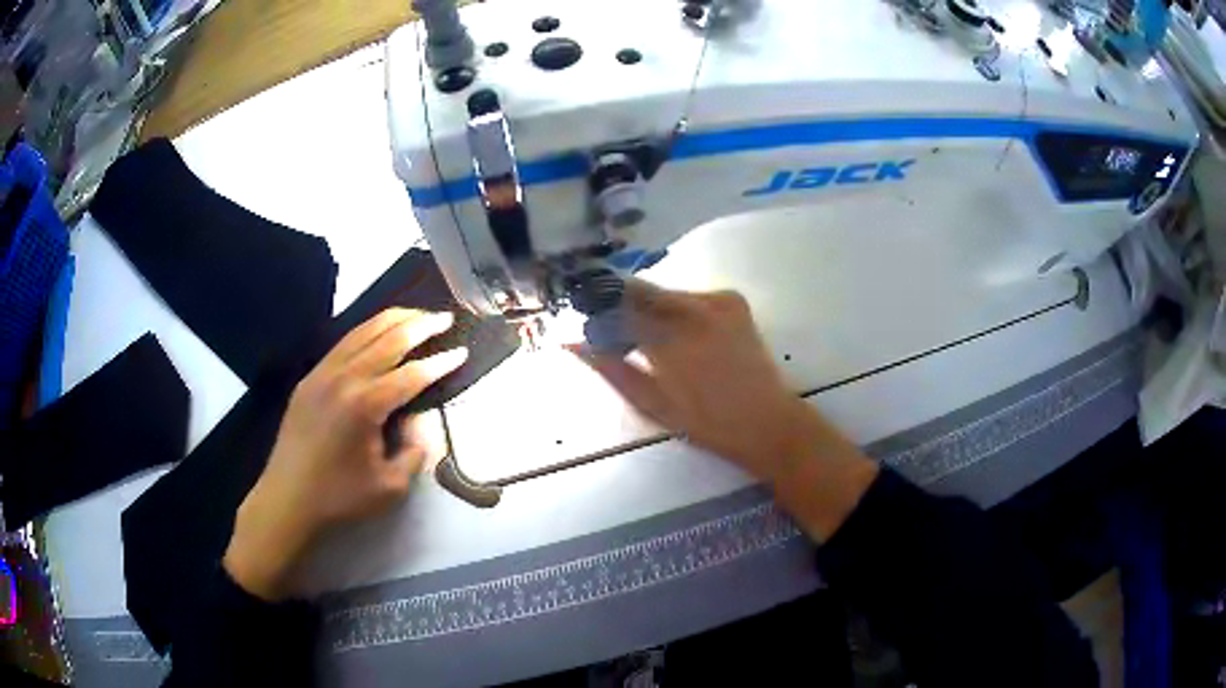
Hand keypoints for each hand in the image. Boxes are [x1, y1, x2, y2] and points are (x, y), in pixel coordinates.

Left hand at [224, 309, 466, 599]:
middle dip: (420, 326)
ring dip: (393, 320)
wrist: (288, 498)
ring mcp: (323, 373)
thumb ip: (414, 450)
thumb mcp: (391, 486)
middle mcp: (344, 379)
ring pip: (362, 333)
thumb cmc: (340, 497)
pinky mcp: (309, 378)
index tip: (462, 351)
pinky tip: (377, 332)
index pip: (412, 375)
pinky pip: (342, 344)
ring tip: (416, 314)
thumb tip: (417, 420)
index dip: (440, 363)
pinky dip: (366, 331)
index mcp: (365, 405)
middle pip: (388, 340)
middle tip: (445, 318)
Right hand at [575, 281, 877, 539]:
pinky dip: (675, 308)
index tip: (585, 323)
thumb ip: (611, 369)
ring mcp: (716, 300)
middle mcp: (691, 309)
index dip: (596, 313)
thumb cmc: (707, 423)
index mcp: (668, 341)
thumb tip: (572, 343)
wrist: (768, 420)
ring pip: (663, 291)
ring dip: (646, 306)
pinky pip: (689, 295)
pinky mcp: (732, 299)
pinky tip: (678, 333)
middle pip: (638, 289)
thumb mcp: (652, 405)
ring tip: (644, 337)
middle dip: (618, 302)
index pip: (615, 309)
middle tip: (610, 327)